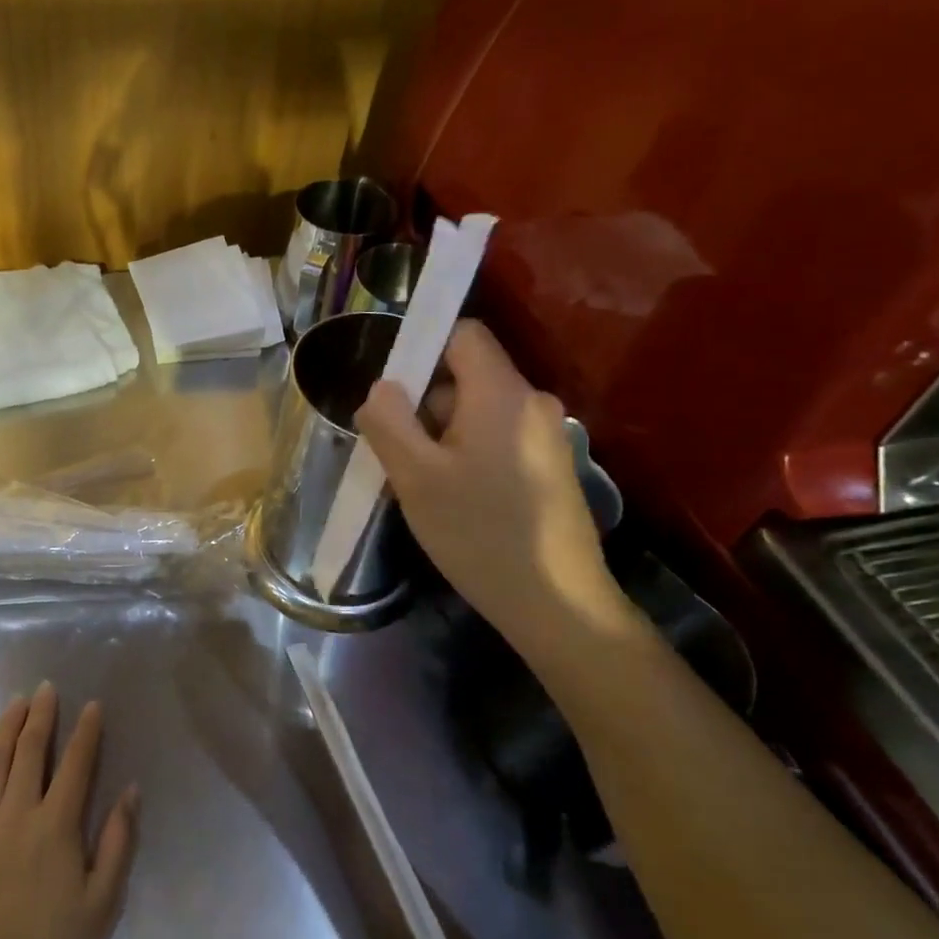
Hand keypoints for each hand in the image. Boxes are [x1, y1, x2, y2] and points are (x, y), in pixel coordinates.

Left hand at [0, 685, 138, 938]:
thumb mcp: (103, 906)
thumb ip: (117, 843)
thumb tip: (130, 790)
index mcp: (57, 827)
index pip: (76, 764)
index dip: (87, 731)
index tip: (92, 705)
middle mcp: (17, 814)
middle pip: (31, 751)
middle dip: (42, 715)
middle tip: (46, 688)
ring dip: (7, 726)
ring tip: (16, 701)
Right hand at [357, 320, 632, 647]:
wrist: (557, 604)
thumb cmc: (478, 532)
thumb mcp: (415, 477)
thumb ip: (389, 422)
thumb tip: (381, 387)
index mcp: (501, 394)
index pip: (462, 333)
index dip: (421, 347)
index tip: (389, 389)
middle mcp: (531, 403)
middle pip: (466, 376)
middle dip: (423, 403)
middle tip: (394, 450)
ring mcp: (546, 437)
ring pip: (478, 412)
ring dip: (441, 434)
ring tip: (418, 482)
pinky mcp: (549, 468)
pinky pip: (497, 439)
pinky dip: (466, 453)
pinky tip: (451, 498)